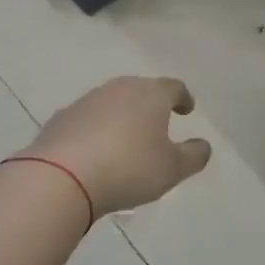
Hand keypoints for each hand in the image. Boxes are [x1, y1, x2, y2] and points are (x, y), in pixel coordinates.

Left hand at [26, 77, 210, 217]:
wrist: (61, 177)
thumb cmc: (128, 168)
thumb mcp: (172, 169)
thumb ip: (194, 156)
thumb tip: (203, 145)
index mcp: (151, 94)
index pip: (174, 87)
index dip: (183, 98)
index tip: (186, 110)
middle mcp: (120, 88)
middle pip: (141, 90)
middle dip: (151, 104)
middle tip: (157, 123)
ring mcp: (87, 100)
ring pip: (112, 102)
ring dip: (122, 116)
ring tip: (126, 140)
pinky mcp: (62, 118)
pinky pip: (87, 119)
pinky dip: (96, 129)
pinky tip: (95, 151)